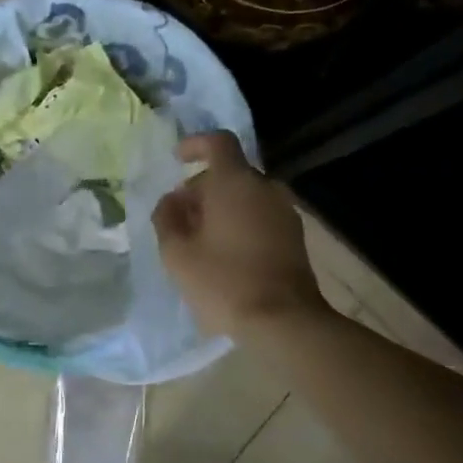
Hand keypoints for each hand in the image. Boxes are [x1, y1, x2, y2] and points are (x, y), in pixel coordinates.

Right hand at [151, 131, 327, 338]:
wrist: (284, 321)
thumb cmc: (224, 282)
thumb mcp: (177, 253)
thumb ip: (167, 218)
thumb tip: (171, 200)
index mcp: (235, 181)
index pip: (218, 142)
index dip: (195, 144)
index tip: (177, 160)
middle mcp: (265, 186)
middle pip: (230, 172)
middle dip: (203, 187)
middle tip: (180, 217)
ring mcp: (284, 210)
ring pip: (246, 195)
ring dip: (222, 207)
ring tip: (200, 239)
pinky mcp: (295, 235)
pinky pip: (261, 214)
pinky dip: (241, 221)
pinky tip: (227, 253)